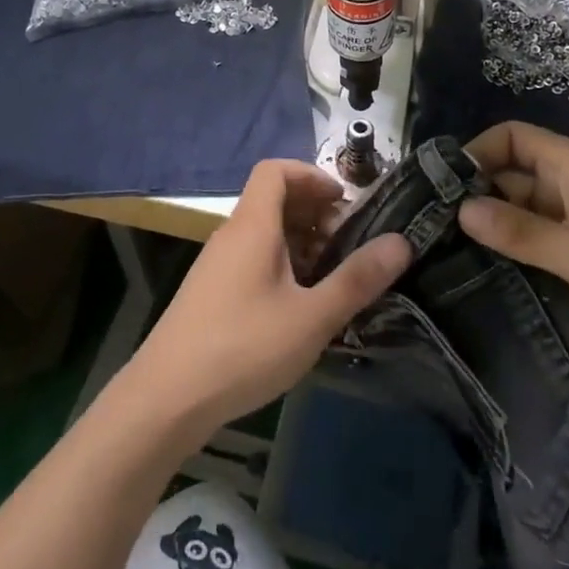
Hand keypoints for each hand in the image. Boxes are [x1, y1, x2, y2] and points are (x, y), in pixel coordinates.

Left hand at [124, 159, 409, 437]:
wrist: (166, 398)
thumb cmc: (243, 347)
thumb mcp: (311, 317)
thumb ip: (356, 279)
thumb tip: (401, 242)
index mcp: (252, 225)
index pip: (275, 170)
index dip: (311, 175)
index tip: (344, 201)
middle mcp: (231, 234)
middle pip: (272, 199)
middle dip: (313, 212)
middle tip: (348, 242)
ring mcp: (217, 264)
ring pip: (263, 233)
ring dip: (299, 242)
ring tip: (330, 276)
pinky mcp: (211, 293)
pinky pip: (252, 258)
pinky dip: (280, 264)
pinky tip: (298, 305)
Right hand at [458, 122, 568, 387]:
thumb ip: (523, 232)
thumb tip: (461, 208)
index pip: (514, 139)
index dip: (477, 151)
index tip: (438, 182)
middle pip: (512, 179)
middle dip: (474, 195)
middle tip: (427, 227)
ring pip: (523, 218)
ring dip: (492, 231)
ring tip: (442, 255)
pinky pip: (540, 251)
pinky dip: (513, 258)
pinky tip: (480, 280)